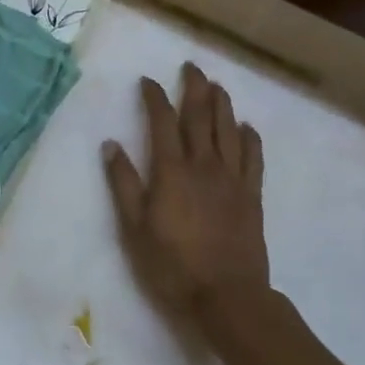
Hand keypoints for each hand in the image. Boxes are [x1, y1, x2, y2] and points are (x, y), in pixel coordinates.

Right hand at [103, 64, 268, 315]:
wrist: (227, 297)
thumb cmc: (172, 265)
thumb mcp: (134, 228)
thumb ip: (123, 184)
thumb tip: (111, 145)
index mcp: (171, 171)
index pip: (162, 123)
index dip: (155, 98)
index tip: (148, 81)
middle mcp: (203, 165)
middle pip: (200, 117)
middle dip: (194, 89)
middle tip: (191, 67)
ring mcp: (232, 179)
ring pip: (228, 131)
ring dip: (222, 105)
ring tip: (217, 85)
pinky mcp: (251, 196)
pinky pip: (253, 158)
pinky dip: (250, 138)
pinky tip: (247, 127)